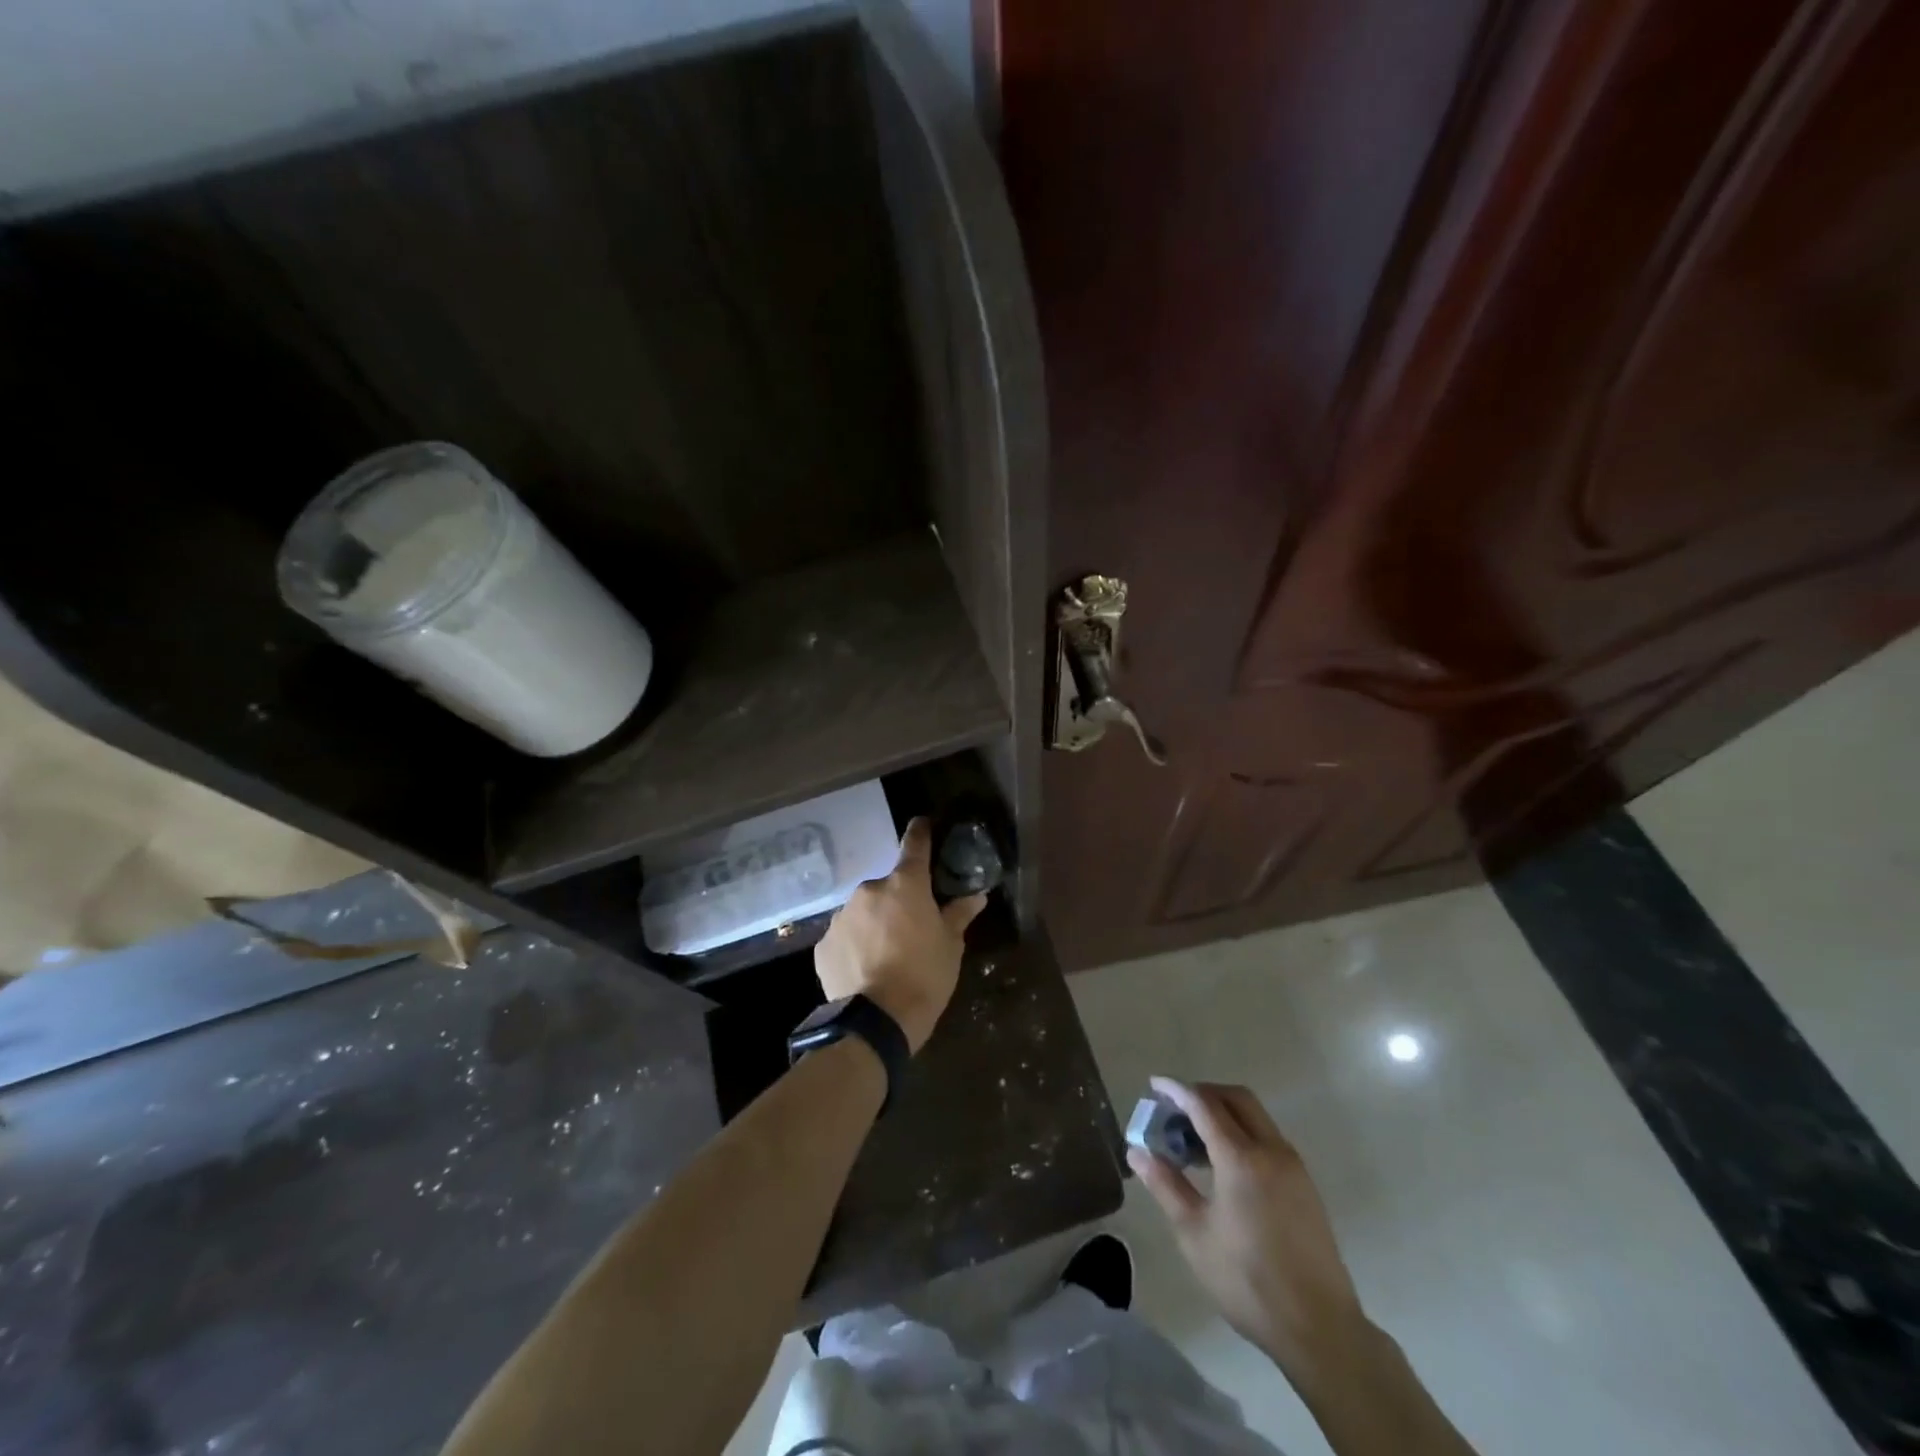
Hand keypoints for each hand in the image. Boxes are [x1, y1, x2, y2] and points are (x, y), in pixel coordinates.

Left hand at [814, 818, 986, 1053]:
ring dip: (875, 922)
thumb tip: (976, 894)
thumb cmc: (924, 977)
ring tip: (886, 954)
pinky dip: (855, 945)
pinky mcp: (823, 944)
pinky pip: (845, 936)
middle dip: (899, 900)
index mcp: (904, 885)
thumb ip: (959, 914)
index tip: (923, 823)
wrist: (875, 1022)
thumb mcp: (951, 946)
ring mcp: (842, 916)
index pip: (914, 844)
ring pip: (864, 911)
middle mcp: (869, 890)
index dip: (921, 832)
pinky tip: (865, 969)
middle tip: (911, 927)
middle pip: (888, 886)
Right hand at [1129, 1078, 1369, 1383]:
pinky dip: (1243, 1133)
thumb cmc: (1247, 1280)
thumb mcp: (1194, 1233)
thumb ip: (1165, 1185)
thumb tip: (1137, 1151)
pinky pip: (1269, 1138)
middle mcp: (1271, 1150)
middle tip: (1175, 1109)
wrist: (1319, 1328)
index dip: (1177, 1090)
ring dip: (1225, 1113)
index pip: (1204, 1104)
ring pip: (1256, 1116)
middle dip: (1203, 1093)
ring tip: (1195, 1139)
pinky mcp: (1305, 1185)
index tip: (1154, 1085)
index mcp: (1241, 1158)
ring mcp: (1293, 1166)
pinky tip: (1225, 1165)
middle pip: (1236, 1098)